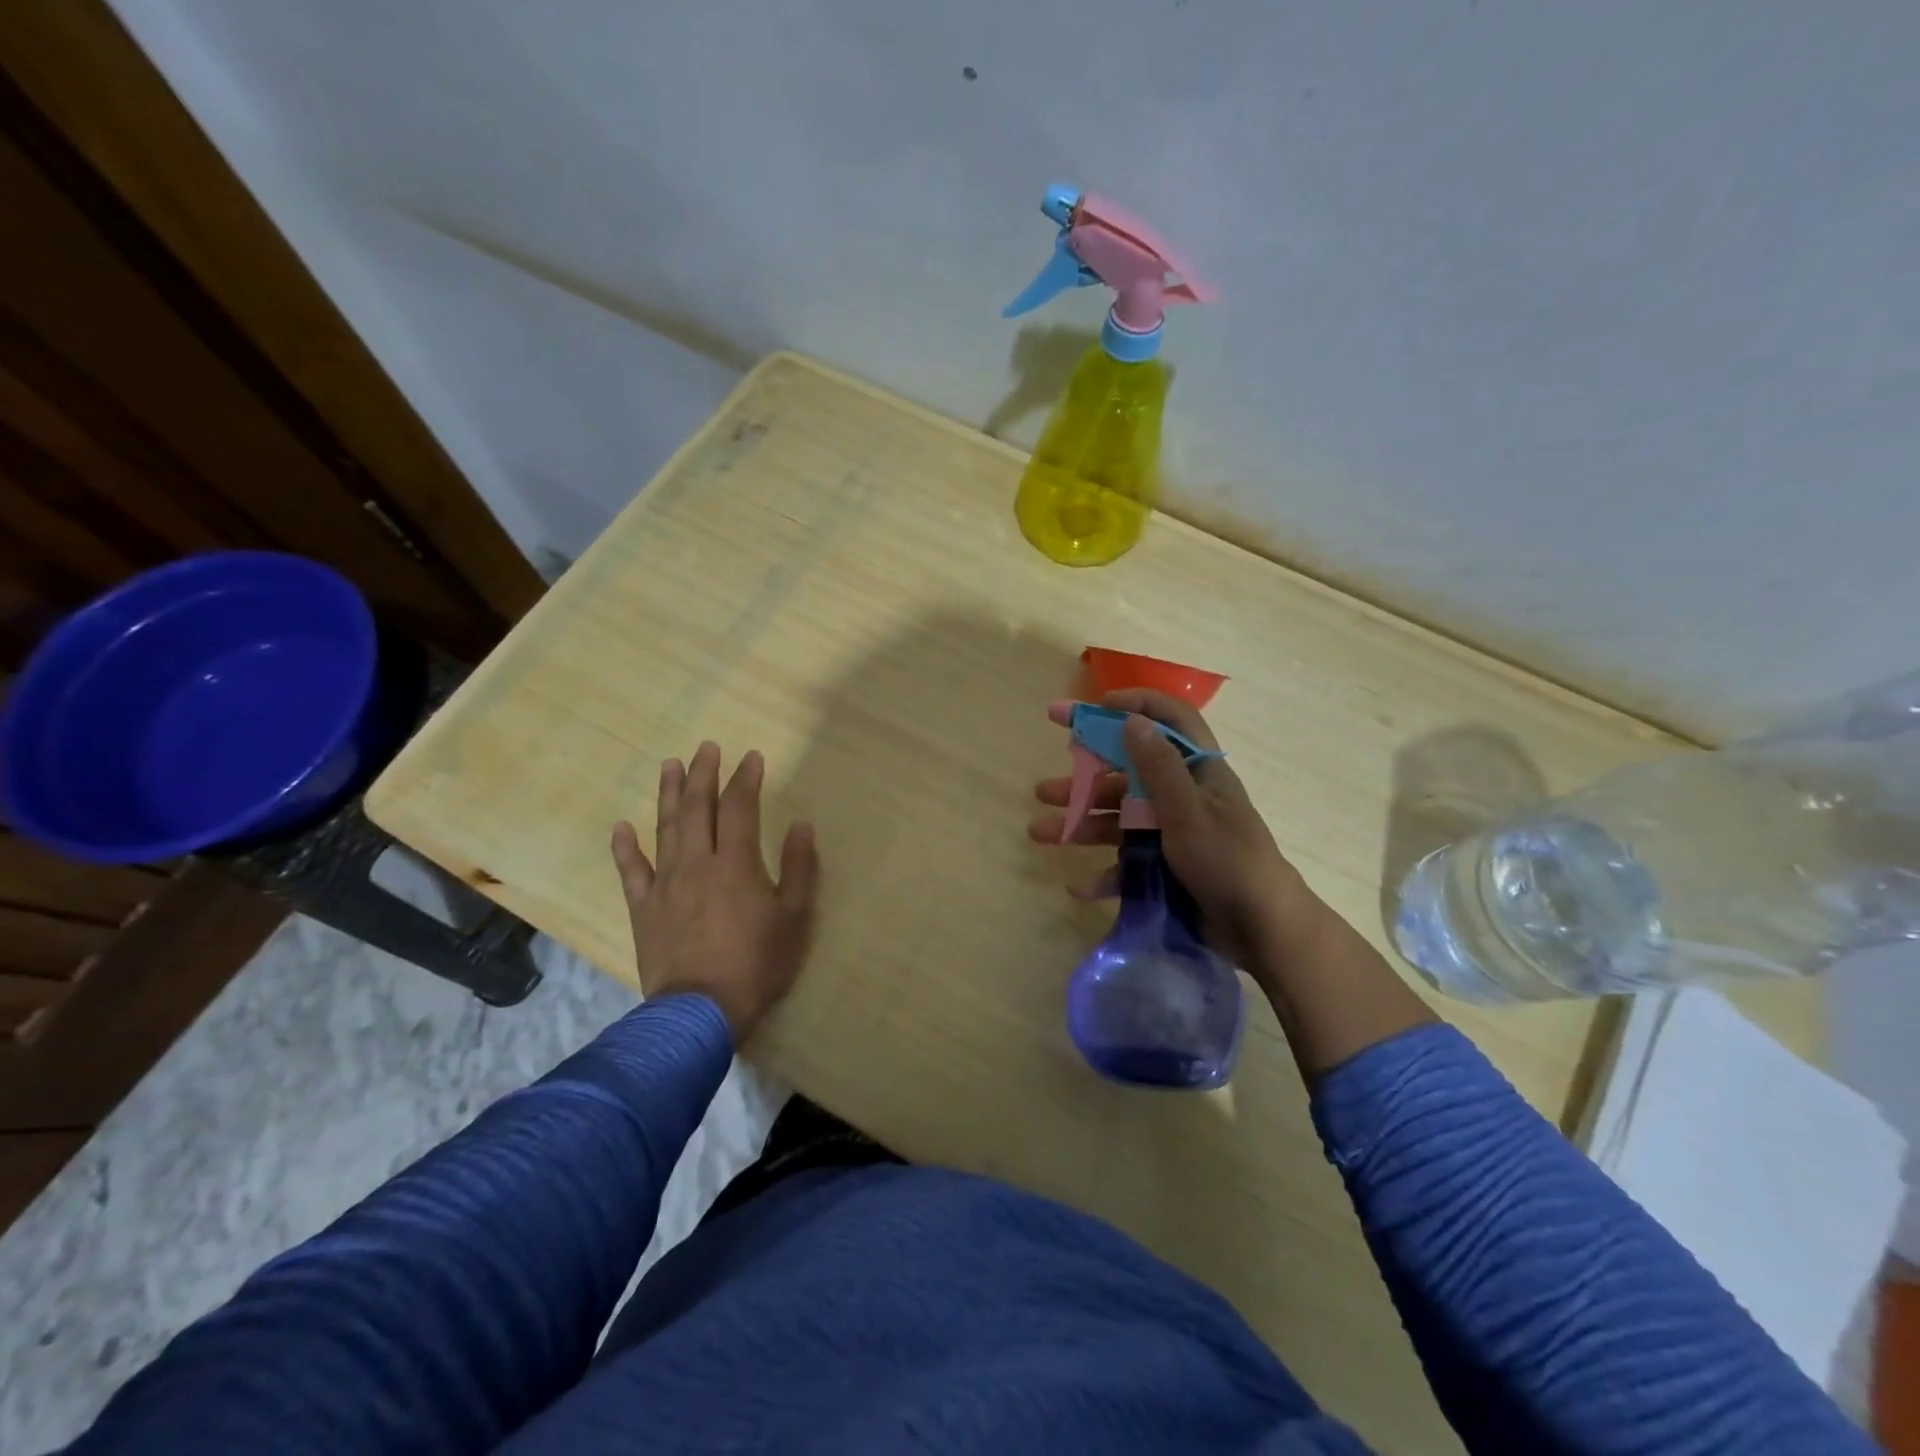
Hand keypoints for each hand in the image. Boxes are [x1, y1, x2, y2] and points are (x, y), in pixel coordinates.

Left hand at [611, 741, 818, 1040]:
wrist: (700, 1011)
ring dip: (669, 794)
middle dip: (704, 774)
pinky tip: (622, 827)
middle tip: (706, 747)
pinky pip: (631, 872)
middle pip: (698, 808)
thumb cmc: (757, 964)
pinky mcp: (643, 909)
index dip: (745, 779)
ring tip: (670, 766)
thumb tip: (801, 825)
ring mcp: (665, 884)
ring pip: (665, 829)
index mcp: (735, 863)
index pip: (739, 808)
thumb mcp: (795, 918)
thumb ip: (800, 868)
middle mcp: (697, 863)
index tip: (751, 756)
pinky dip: (625, 848)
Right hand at [1028, 689, 1318, 970]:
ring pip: (1118, 820)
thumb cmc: (1228, 860)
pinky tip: (1078, 886)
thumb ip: (1158, 767)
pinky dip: (1103, 874)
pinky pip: (1127, 864)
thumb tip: (1132, 720)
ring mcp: (1173, 833)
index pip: (1168, 720)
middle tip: (1043, 789)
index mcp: (1197, 771)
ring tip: (1039, 833)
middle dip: (1083, 780)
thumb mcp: (1189, 811)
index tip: (1093, 708)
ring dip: (1081, 825)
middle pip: (1126, 776)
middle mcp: (1182, 796)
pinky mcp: (1167, 868)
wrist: (1264, 930)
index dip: (1134, 704)